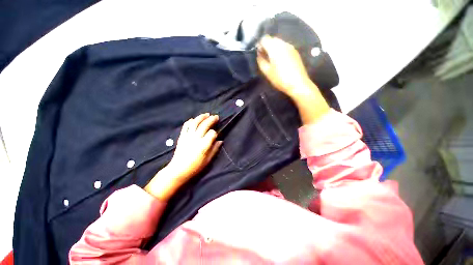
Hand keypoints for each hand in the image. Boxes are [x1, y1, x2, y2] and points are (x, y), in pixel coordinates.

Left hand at [168, 113, 221, 181]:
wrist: (178, 169)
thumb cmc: (195, 166)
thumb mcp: (208, 160)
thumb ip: (215, 149)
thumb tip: (220, 141)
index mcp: (204, 145)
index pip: (212, 133)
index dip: (215, 132)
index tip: (217, 134)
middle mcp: (196, 138)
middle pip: (205, 125)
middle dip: (211, 119)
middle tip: (216, 116)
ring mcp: (188, 136)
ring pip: (195, 122)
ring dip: (202, 117)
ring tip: (207, 114)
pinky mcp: (182, 136)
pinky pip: (186, 125)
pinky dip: (191, 121)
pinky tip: (194, 119)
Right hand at [256, 35, 313, 97]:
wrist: (298, 84)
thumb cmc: (280, 79)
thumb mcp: (267, 72)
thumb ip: (261, 61)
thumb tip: (259, 54)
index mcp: (275, 48)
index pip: (264, 39)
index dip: (260, 45)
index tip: (259, 54)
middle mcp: (283, 44)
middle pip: (272, 39)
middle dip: (267, 46)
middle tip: (265, 57)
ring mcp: (291, 47)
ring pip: (279, 43)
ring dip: (273, 48)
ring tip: (272, 60)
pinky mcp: (295, 51)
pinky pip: (285, 47)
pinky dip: (280, 51)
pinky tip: (280, 61)